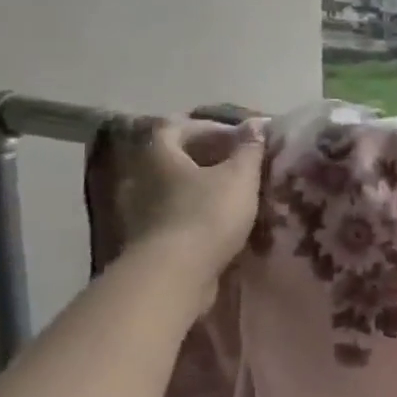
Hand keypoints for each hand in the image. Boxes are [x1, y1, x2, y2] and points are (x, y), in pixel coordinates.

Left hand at [117, 116, 268, 306]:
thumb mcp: (240, 177)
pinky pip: (175, 215)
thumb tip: (256, 122)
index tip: (239, 138)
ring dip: (202, 188)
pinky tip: (222, 222)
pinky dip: (196, 213)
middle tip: (242, 165)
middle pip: (175, 158)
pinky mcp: (149, 239)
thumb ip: (249, 148)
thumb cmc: (207, 214)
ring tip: (235, 195)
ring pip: (175, 188)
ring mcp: (141, 211)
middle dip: (208, 158)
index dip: (208, 127)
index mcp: (160, 155)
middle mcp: (142, 178)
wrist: (176, 274)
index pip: (176, 126)